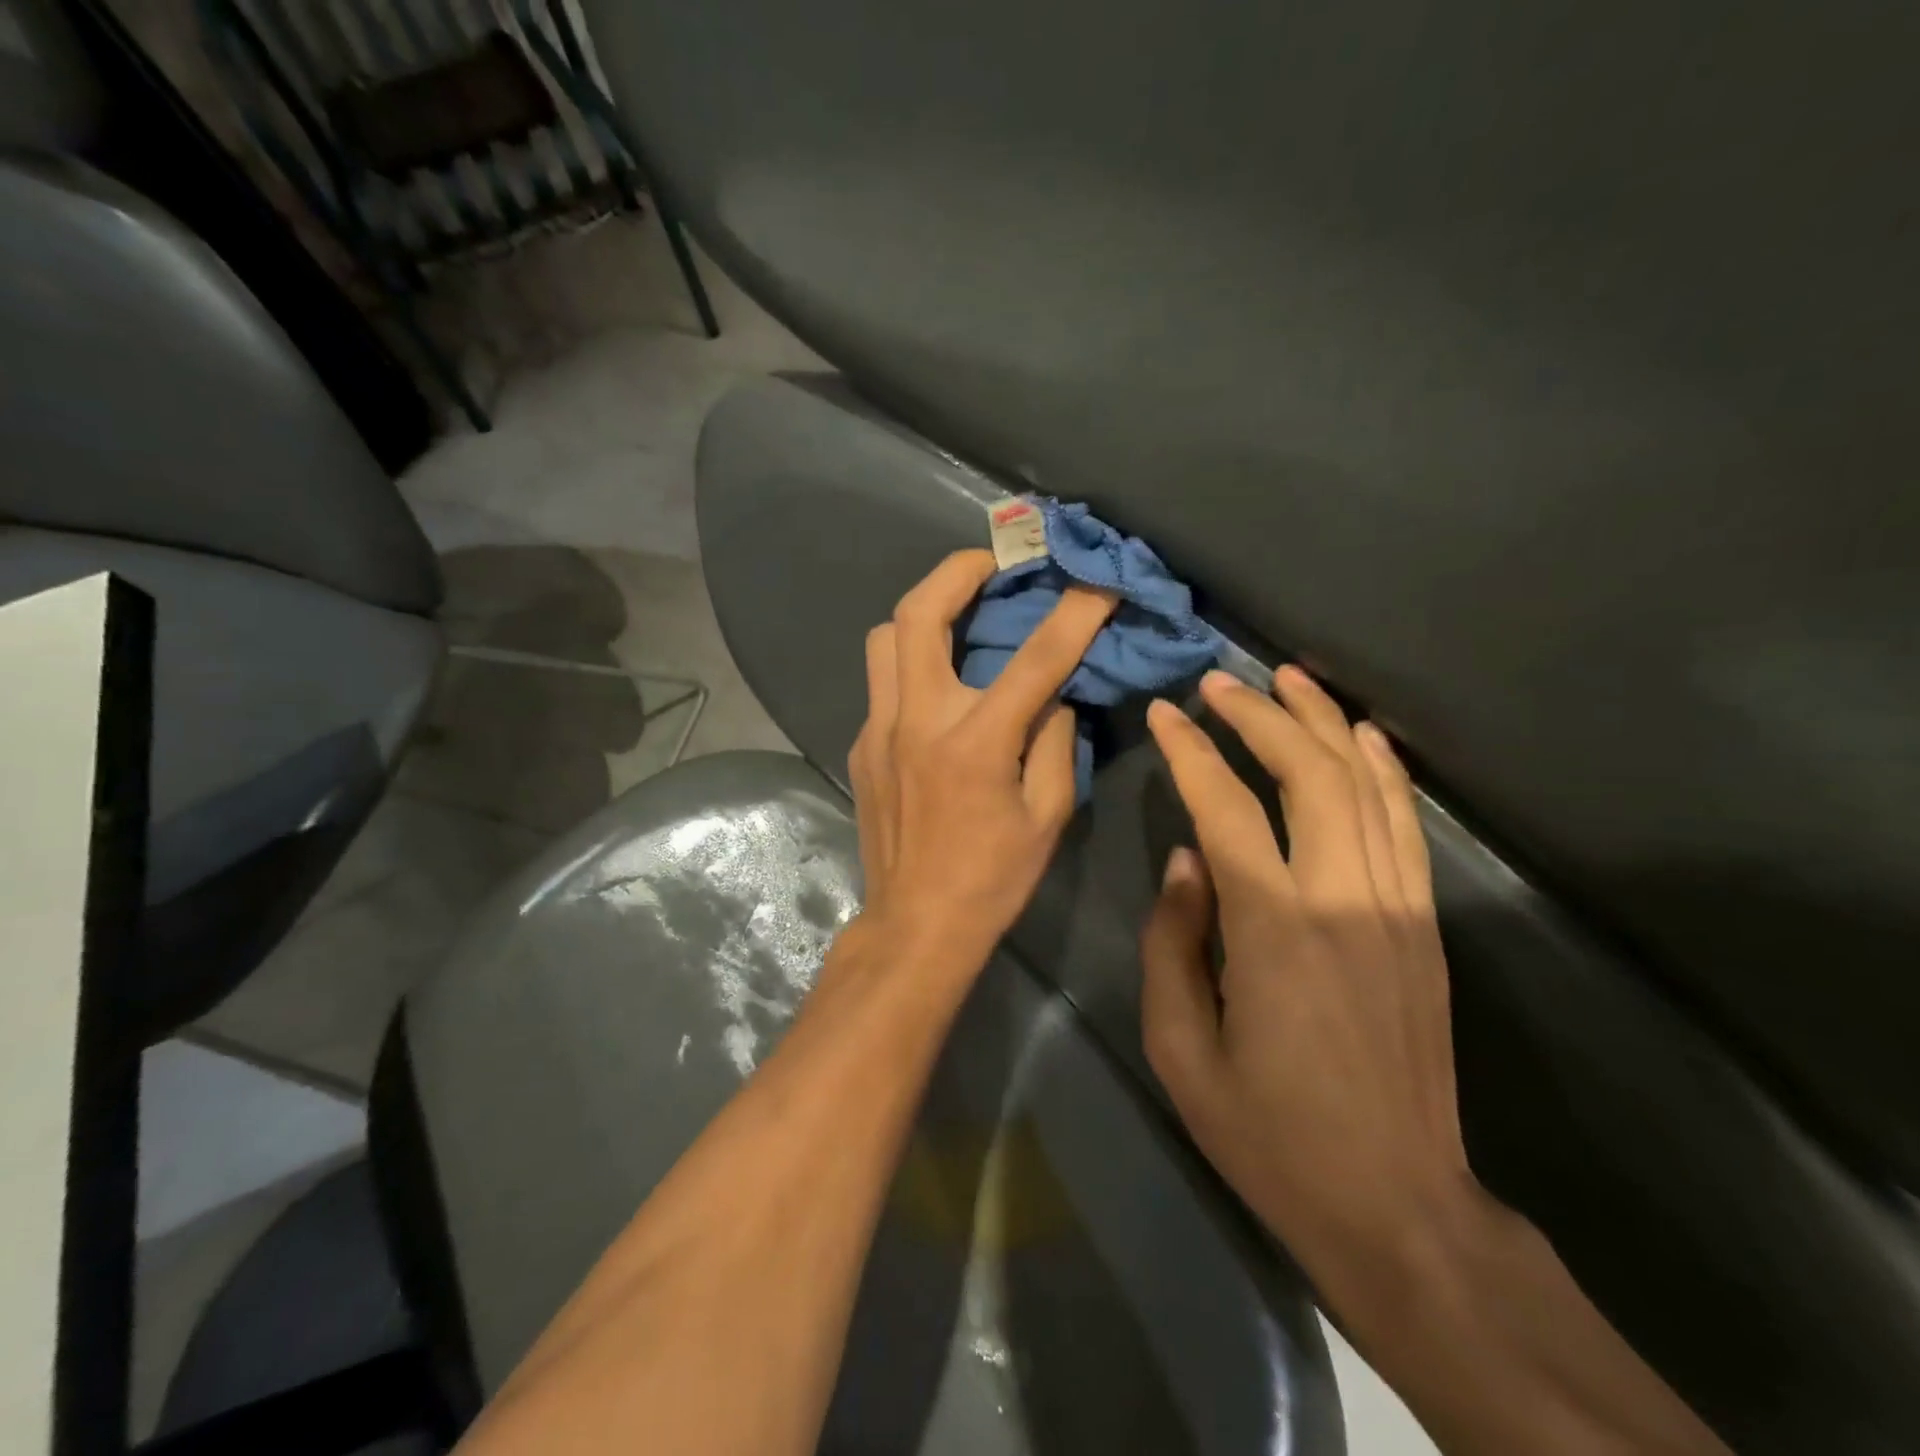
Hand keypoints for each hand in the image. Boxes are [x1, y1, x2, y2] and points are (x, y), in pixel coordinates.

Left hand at [846, 550, 1115, 979]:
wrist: (916, 923)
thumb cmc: (992, 878)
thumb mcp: (1048, 816)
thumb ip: (1055, 743)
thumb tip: (1052, 697)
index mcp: (975, 743)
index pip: (1034, 659)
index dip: (1073, 613)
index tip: (1095, 581)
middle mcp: (918, 721)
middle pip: (917, 614)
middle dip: (957, 570)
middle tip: (991, 559)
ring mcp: (879, 730)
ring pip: (884, 638)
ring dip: (922, 611)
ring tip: (959, 612)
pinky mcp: (862, 745)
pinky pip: (883, 682)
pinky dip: (912, 663)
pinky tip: (939, 685)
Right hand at [1140, 666, 1479, 1285]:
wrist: (1397, 1204)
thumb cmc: (1268, 1133)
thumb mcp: (1180, 1048)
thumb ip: (1174, 941)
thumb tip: (1187, 860)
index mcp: (1273, 930)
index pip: (1226, 808)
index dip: (1190, 752)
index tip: (1165, 713)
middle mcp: (1343, 899)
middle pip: (1308, 774)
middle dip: (1260, 716)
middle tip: (1219, 681)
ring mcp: (1396, 906)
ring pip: (1364, 784)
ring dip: (1323, 723)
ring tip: (1287, 678)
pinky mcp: (1424, 924)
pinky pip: (1404, 823)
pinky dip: (1382, 768)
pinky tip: (1360, 734)